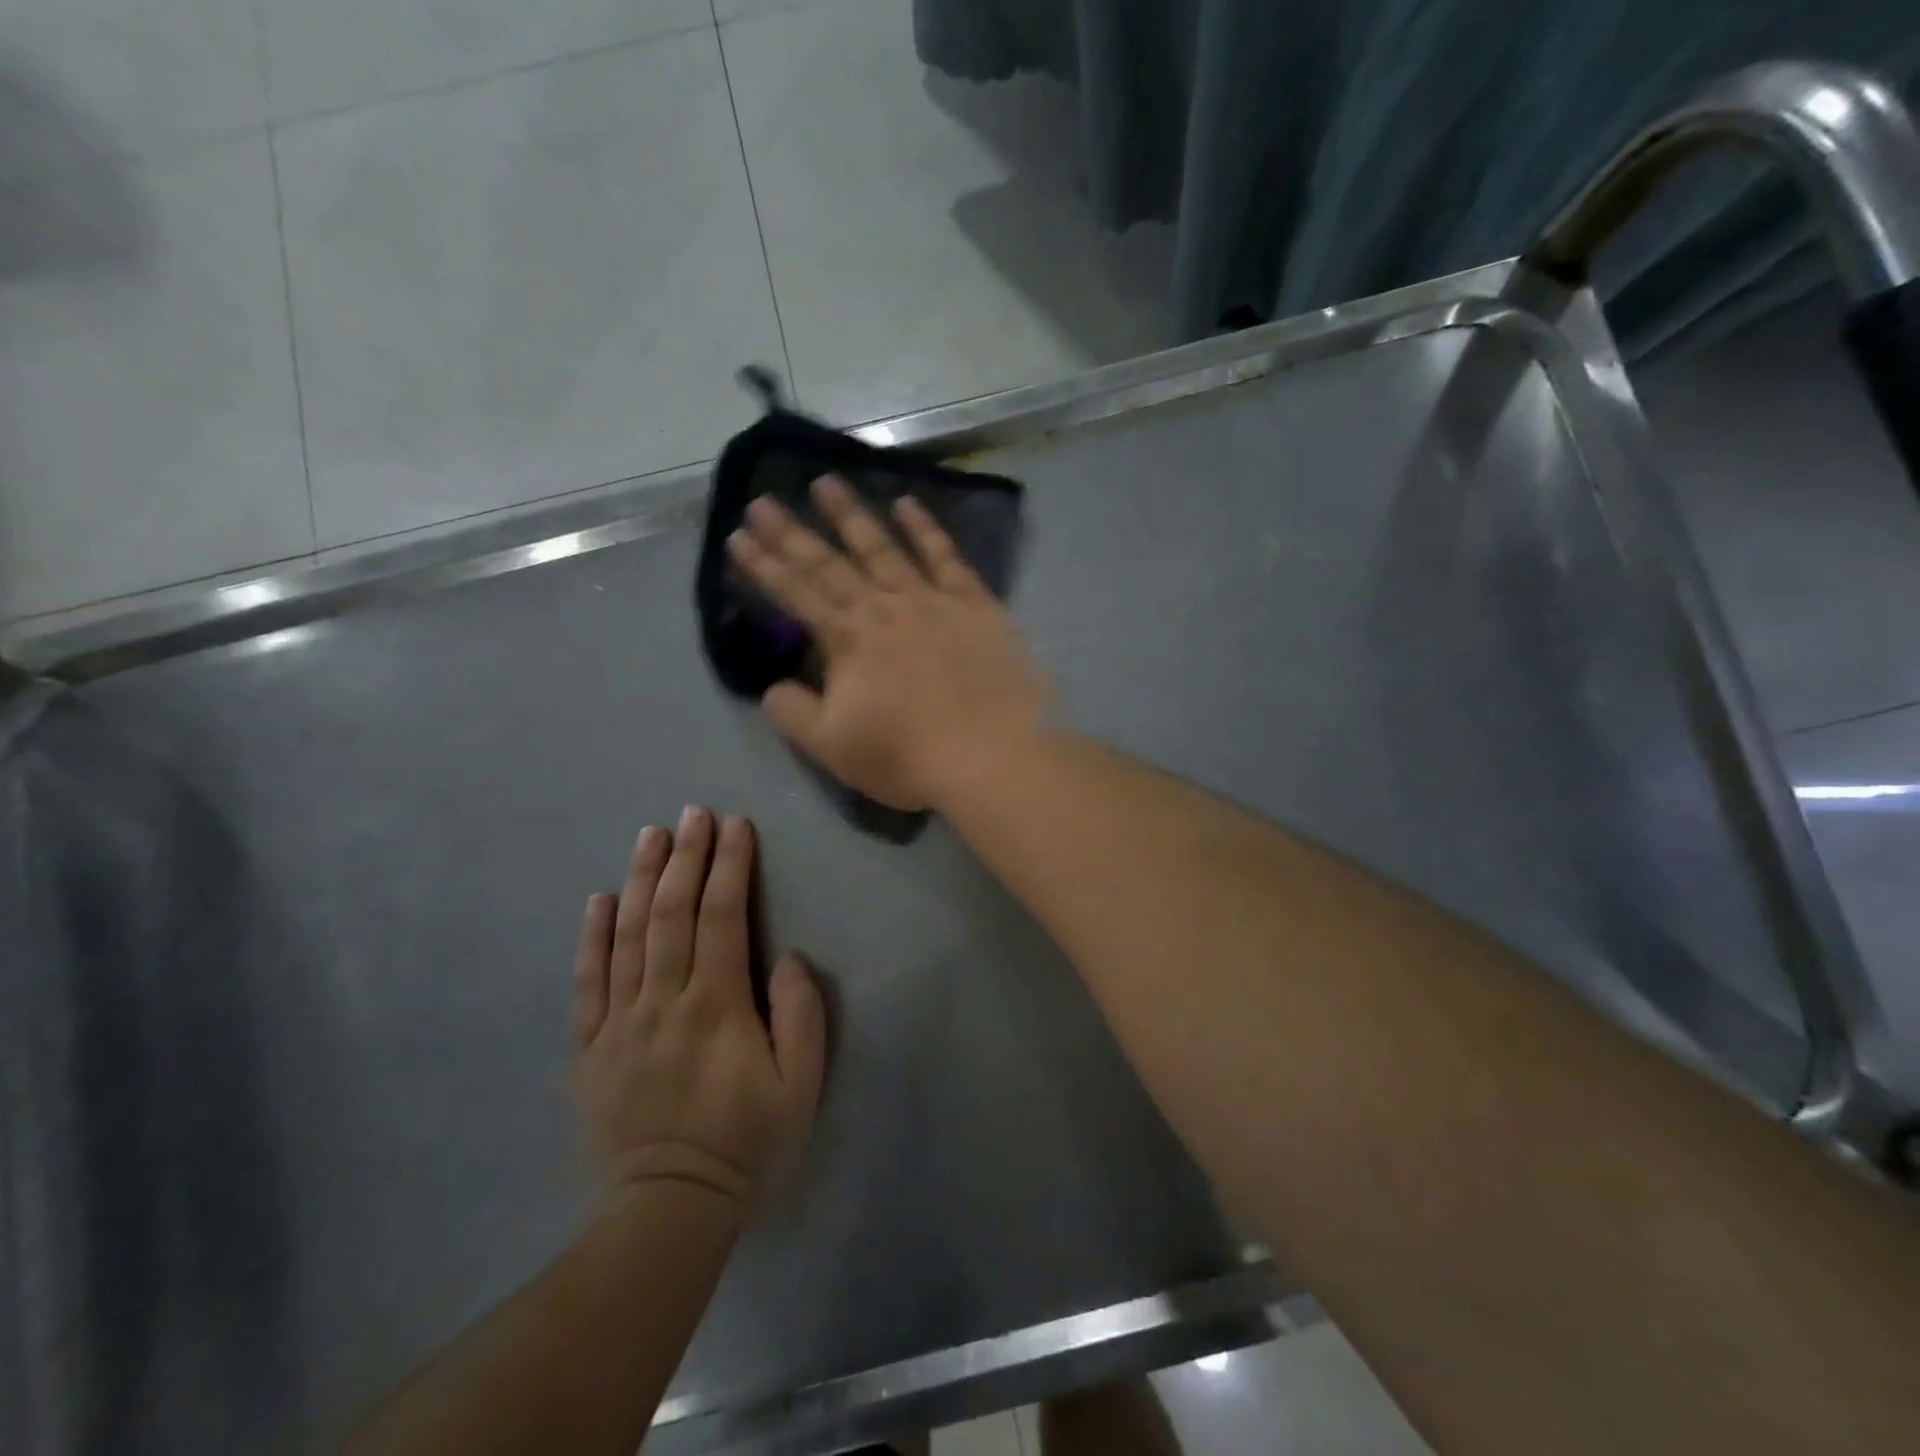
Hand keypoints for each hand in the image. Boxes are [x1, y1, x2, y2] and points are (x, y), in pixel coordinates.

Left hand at [572, 807, 825, 1215]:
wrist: (667, 1211)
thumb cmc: (746, 1144)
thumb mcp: (800, 1087)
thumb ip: (800, 1015)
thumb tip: (785, 957)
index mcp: (716, 1006)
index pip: (722, 917)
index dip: (729, 866)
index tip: (735, 825)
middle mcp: (663, 1001)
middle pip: (672, 913)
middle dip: (685, 857)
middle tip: (693, 813)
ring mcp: (620, 1022)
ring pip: (628, 935)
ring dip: (642, 880)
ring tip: (650, 835)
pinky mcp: (591, 1048)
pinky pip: (588, 982)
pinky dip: (593, 936)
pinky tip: (599, 899)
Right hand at [727, 475, 1046, 809]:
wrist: (992, 756)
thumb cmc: (907, 756)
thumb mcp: (833, 747)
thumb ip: (793, 713)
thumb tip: (772, 687)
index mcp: (847, 640)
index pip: (795, 594)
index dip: (764, 565)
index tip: (737, 536)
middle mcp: (883, 607)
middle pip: (830, 563)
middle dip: (792, 532)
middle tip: (764, 499)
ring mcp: (931, 600)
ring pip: (883, 547)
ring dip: (852, 514)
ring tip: (827, 482)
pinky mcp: (974, 603)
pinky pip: (945, 556)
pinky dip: (925, 528)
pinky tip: (908, 503)